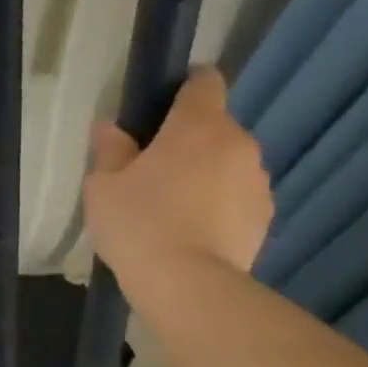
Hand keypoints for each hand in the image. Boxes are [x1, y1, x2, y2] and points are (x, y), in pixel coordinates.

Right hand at [82, 67, 272, 294]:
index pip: (204, 83)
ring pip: (227, 163)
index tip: (162, 103)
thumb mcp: (103, 184)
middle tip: (150, 169)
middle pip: (214, 127)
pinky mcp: (264, 216)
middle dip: (187, 140)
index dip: (185, 85)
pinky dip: (217, 203)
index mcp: (198, 126)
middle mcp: (238, 144)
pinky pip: (236, 196)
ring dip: (204, 173)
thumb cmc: (138, 222)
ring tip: (171, 206)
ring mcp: (257, 182)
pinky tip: (189, 230)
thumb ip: (109, 149)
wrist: (186, 283)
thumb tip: (111, 127)